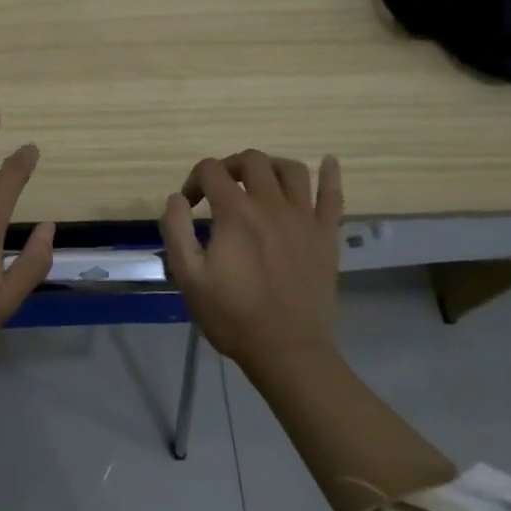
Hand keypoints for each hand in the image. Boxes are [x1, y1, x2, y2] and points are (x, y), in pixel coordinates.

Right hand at [158, 150, 344, 380]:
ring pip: (291, 169)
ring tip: (259, 182)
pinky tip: (329, 161)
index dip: (194, 181)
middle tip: (220, 190)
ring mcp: (304, 218)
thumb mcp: (188, 277)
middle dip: (230, 167)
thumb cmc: (232, 316)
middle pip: (252, 161)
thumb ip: (176, 230)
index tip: (189, 206)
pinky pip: (334, 195)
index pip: (211, 171)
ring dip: (270, 167)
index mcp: (235, 213)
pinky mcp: (326, 235)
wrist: (287, 350)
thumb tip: (177, 197)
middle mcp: (271, 204)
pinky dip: (330, 173)